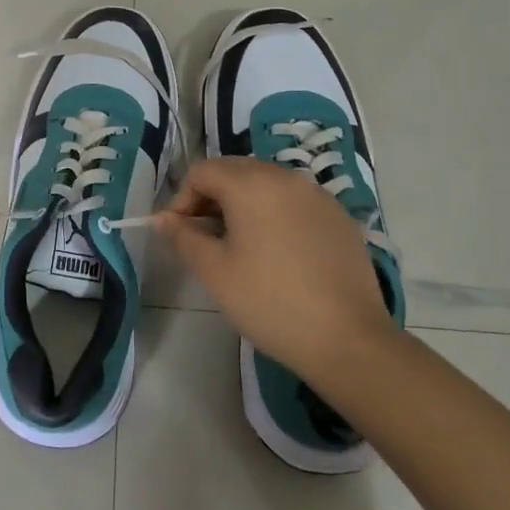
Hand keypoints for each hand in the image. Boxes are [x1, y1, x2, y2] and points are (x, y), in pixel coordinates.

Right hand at [156, 157, 393, 383]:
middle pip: (235, 171)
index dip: (182, 199)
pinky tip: (277, 252)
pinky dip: (275, 214)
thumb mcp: (214, 271)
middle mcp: (285, 177)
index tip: (180, 234)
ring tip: (239, 245)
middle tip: (205, 238)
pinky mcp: (338, 216)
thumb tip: (163, 219)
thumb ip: (183, 237)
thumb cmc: (269, 301)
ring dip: (243, 204)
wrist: (346, 338)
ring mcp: (317, 195)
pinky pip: (294, 201)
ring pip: (266, 184)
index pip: (202, 171)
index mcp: (251, 184)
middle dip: (212, 197)